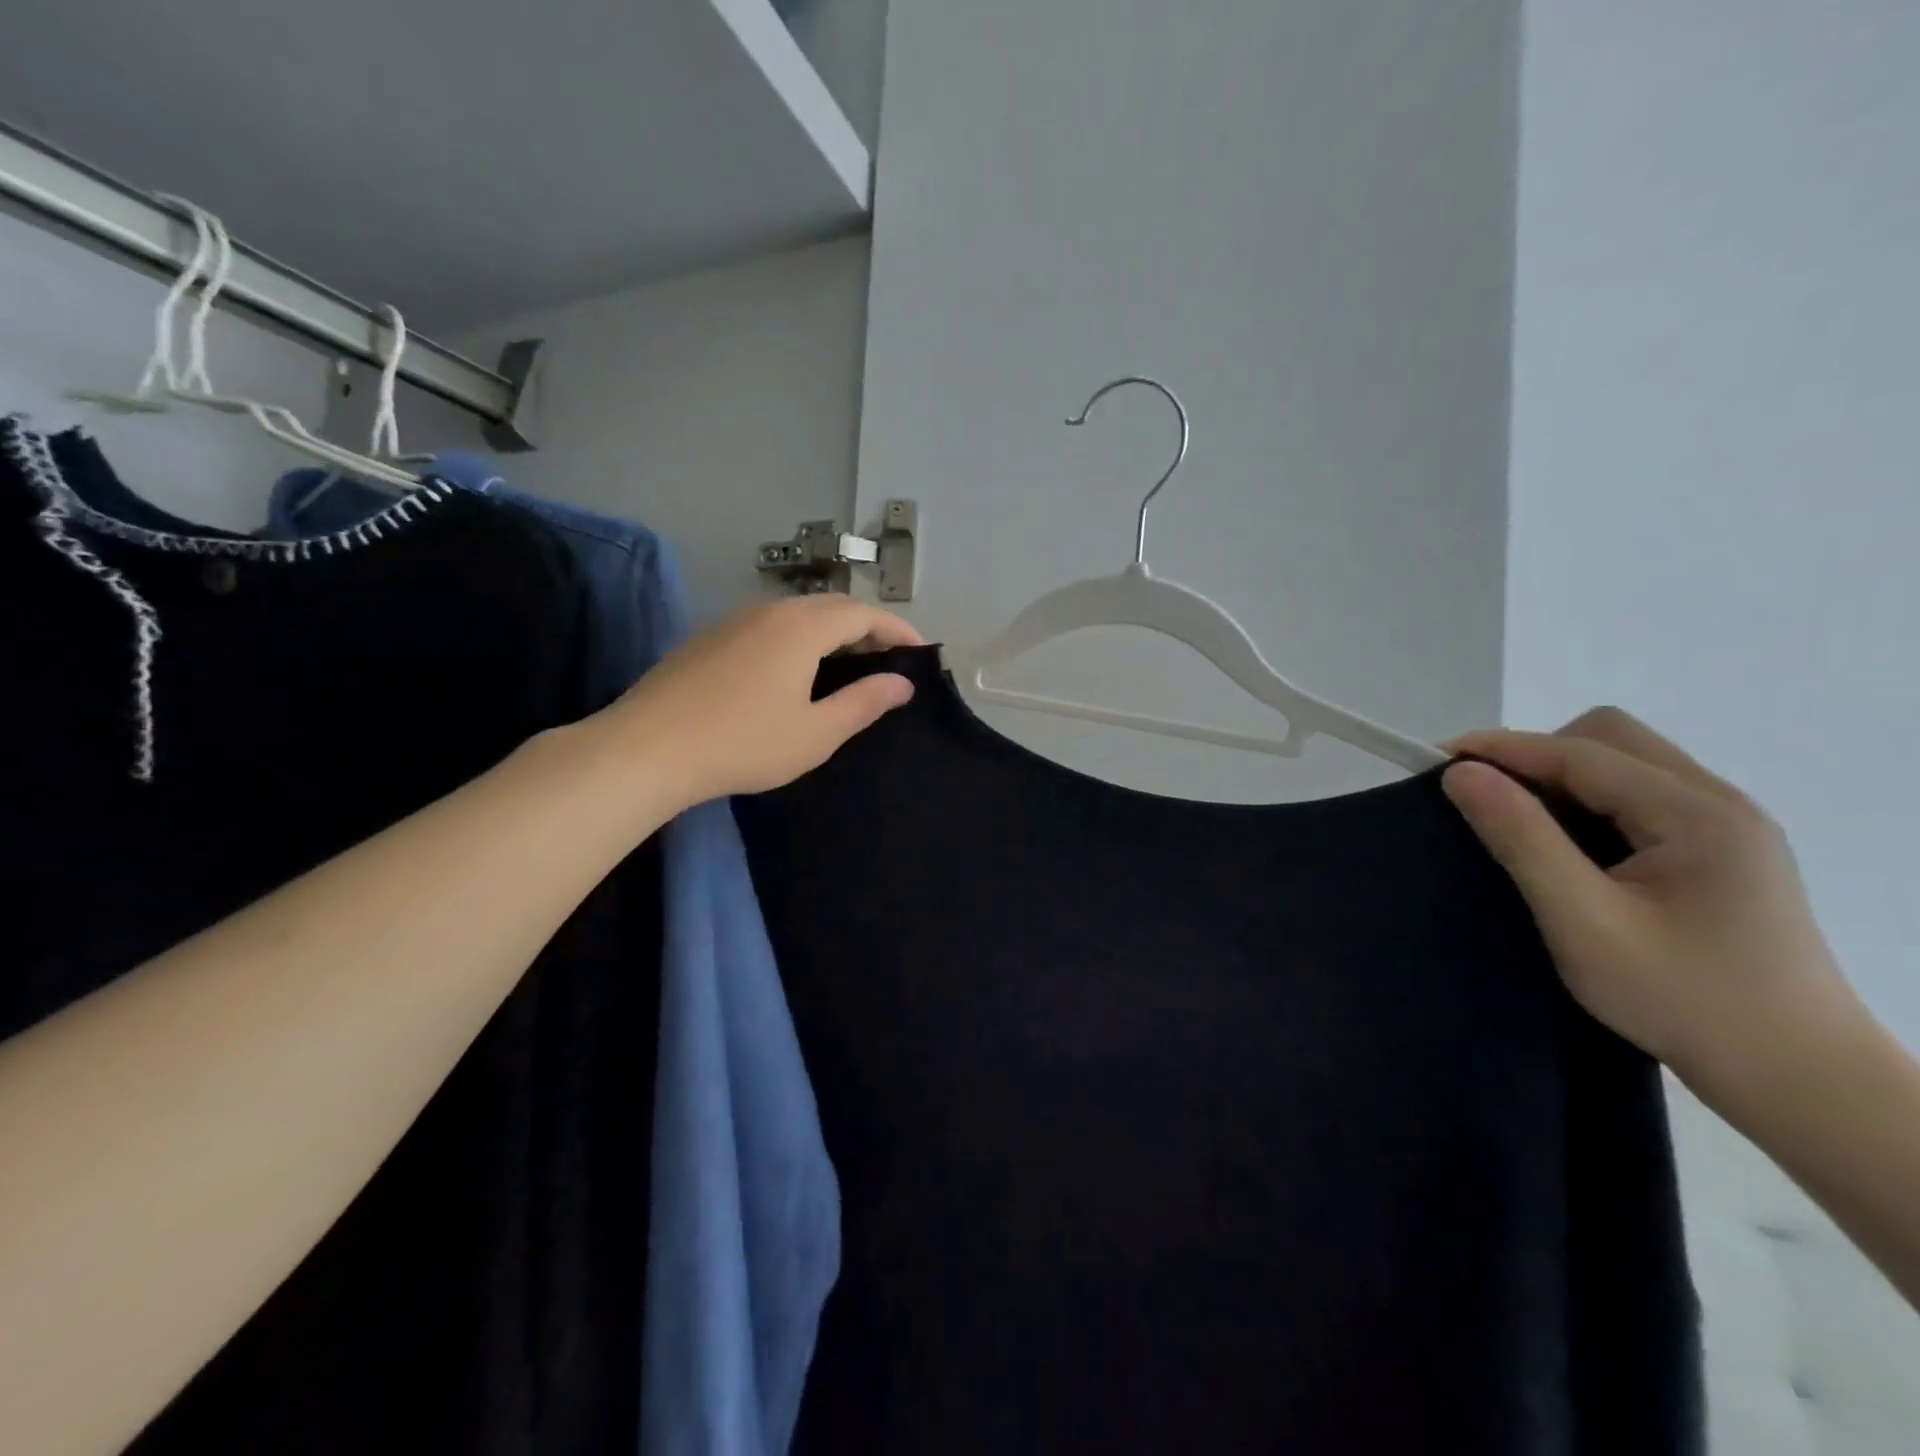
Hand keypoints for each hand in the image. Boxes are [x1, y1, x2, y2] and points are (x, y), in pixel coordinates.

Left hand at [604, 595, 922, 808]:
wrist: (647, 748)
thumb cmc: (743, 743)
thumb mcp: (816, 733)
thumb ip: (863, 703)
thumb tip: (902, 684)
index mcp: (802, 628)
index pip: (863, 613)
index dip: (897, 628)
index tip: (920, 650)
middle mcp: (770, 611)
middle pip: (831, 606)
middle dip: (867, 626)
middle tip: (888, 658)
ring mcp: (734, 620)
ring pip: (797, 612)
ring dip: (831, 630)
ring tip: (847, 662)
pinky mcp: (709, 637)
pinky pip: (769, 624)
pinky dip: (799, 637)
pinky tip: (795, 668)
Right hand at [1441, 709, 1857, 1093]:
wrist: (1795, 1077)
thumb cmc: (1683, 1000)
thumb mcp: (1583, 921)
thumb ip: (1522, 839)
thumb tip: (1462, 774)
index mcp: (1698, 815)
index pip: (1580, 752)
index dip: (1503, 748)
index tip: (1437, 759)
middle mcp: (1720, 803)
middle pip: (1610, 738)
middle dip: (1538, 755)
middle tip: (1490, 800)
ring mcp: (1727, 825)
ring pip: (1625, 761)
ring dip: (1563, 777)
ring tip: (1523, 823)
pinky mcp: (1721, 849)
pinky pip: (1639, 794)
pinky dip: (1589, 800)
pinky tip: (1571, 844)